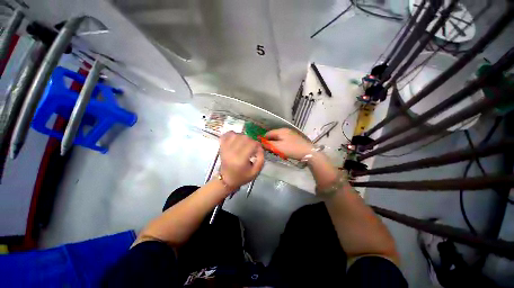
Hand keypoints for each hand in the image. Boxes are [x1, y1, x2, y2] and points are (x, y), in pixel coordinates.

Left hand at [219, 132, 264, 188]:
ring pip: (237, 134)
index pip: (252, 144)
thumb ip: (261, 159)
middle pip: (245, 137)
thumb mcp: (255, 171)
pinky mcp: (221, 146)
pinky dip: (233, 134)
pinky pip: (227, 134)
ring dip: (243, 137)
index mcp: (240, 159)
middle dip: (251, 141)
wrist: (226, 179)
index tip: (258, 149)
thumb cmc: (242, 176)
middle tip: (252, 147)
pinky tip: (236, 139)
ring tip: (244, 144)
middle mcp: (231, 152)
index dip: (257, 145)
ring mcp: (225, 148)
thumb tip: (260, 147)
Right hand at [265, 128, 313, 159]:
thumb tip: (261, 143)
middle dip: (270, 142)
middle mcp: (285, 130)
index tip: (262, 147)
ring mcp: (290, 134)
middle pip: (274, 135)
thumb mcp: (278, 147)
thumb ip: (268, 144)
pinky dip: (281, 144)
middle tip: (269, 150)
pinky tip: (282, 150)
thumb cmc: (291, 149)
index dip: (264, 139)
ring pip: (279, 138)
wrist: (308, 152)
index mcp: (281, 131)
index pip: (268, 133)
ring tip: (275, 151)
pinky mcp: (294, 138)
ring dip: (275, 144)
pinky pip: (284, 140)